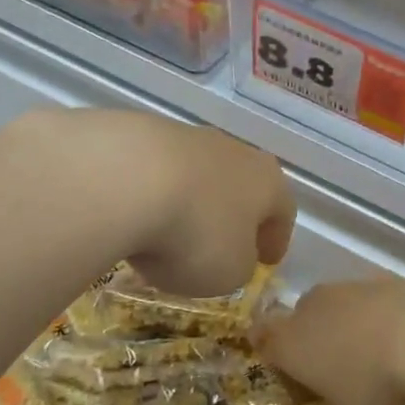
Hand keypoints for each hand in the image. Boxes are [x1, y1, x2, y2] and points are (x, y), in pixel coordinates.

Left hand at [0, 111, 296, 299]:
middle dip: (233, 215)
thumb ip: (238, 265)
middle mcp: (233, 151)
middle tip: (222, 244)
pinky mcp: (138, 132)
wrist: (121, 179)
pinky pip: (155, 171)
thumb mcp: (229, 272)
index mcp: (267, 182)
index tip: (267, 261)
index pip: (283, 211)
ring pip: (197, 174)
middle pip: (241, 185)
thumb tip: (230, 254)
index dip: (276, 239)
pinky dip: (152, 193)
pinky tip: (133, 215)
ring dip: (191, 202)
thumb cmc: (194, 233)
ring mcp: (185, 137)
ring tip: (168, 233)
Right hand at [254, 279, 404, 404]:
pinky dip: (381, 316)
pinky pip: (373, 299)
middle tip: (331, 372)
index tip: (282, 367)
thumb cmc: (381, 391)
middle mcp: (315, 308)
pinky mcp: (388, 279)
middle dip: (311, 340)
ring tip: (373, 359)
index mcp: (294, 344)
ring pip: (338, 305)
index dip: (269, 350)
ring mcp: (353, 288)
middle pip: (300, 318)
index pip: (263, 338)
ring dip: (348, 326)